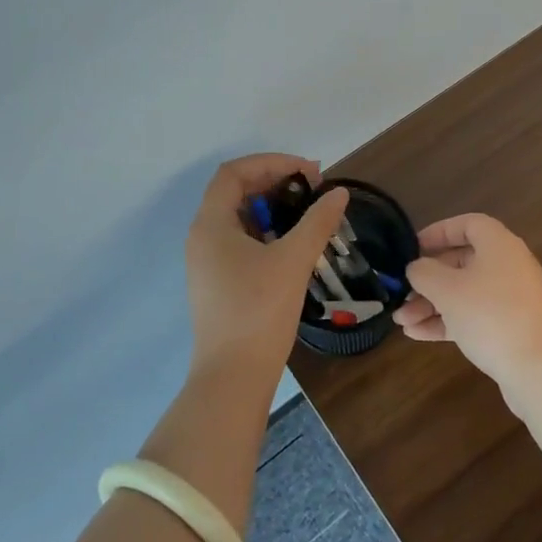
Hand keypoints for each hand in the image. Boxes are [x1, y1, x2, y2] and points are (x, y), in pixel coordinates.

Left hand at [184, 153, 349, 383]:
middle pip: (235, 191)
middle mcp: (202, 237)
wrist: (232, 378)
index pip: (235, 172)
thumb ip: (317, 221)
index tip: (309, 172)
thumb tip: (339, 193)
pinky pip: (239, 241)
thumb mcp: (293, 260)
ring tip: (307, 212)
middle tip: (313, 188)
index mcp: (211, 224)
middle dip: (274, 182)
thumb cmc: (259, 311)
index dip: (272, 163)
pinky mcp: (217, 282)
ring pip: (238, 217)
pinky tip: (292, 244)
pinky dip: (265, 231)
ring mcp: (207, 262)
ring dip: (271, 207)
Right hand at [394, 213, 541, 389]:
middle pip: (461, 262)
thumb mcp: (447, 290)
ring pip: (464, 292)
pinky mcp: (510, 326)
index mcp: (499, 244)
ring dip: (431, 304)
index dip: (438, 231)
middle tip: (402, 293)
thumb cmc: (489, 315)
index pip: (467, 224)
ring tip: (401, 321)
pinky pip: (473, 314)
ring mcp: (511, 297)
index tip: (414, 247)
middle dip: (427, 279)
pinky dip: (447, 320)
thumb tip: (416, 268)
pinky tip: (417, 334)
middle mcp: (508, 265)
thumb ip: (424, 272)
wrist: (536, 369)